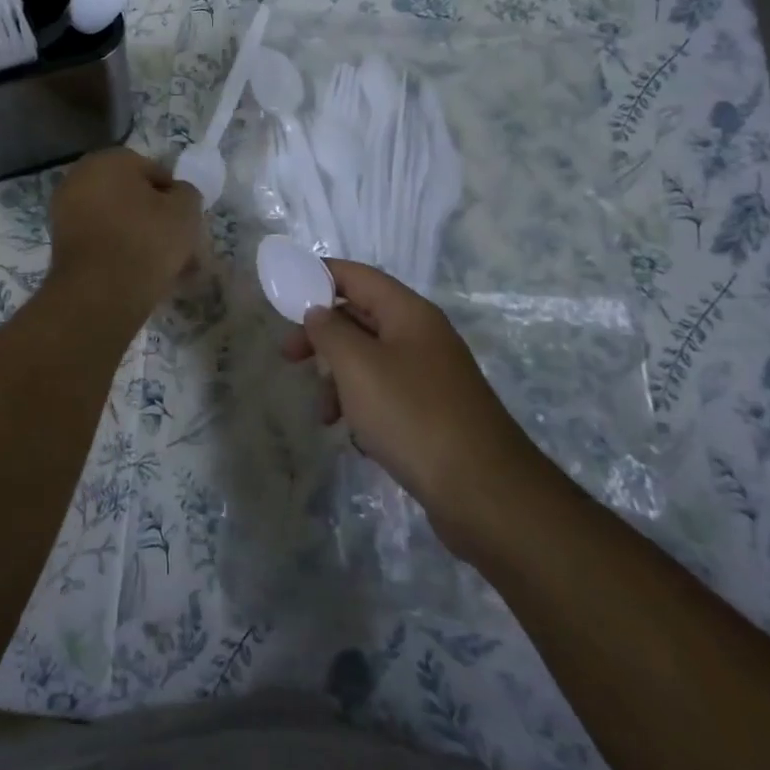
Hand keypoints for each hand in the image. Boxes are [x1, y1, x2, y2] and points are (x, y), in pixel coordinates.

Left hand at [46, 147, 202, 313]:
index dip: (175, 198)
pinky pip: (101, 241)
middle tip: (178, 247)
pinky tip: (139, 276)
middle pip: (132, 197)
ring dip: (140, 238)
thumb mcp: (186, 210)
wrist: (100, 294)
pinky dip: (119, 253)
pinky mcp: (61, 244)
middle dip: (156, 220)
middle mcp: (80, 177)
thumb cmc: (146, 240)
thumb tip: (175, 195)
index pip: (154, 172)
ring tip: (164, 269)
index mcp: (109, 159)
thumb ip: (186, 193)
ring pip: (117, 221)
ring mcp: (65, 211)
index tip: (186, 224)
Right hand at [282, 260, 537, 532]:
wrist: (484, 493)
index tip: (284, 294)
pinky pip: (386, 394)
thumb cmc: (412, 415)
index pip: (356, 275)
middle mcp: (422, 336)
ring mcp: (431, 375)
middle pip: (360, 317)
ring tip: (325, 414)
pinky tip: (357, 438)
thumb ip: (329, 331)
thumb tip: (317, 312)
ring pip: (370, 360)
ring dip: (339, 379)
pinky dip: (363, 407)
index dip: (319, 276)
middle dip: (322, 335)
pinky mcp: (433, 413)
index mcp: (408, 313)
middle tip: (289, 356)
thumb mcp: (357, 366)